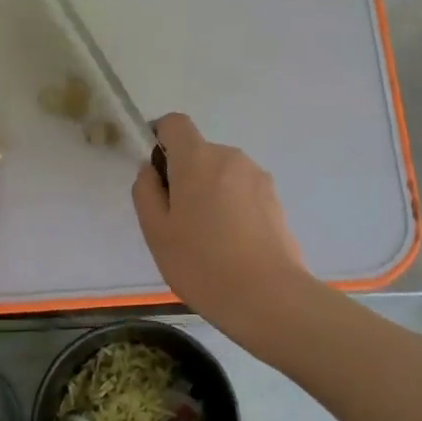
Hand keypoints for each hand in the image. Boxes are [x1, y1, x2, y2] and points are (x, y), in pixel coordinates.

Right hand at [132, 112, 312, 332]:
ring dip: (209, 192)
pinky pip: (242, 192)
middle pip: (199, 152)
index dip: (159, 138)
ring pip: (222, 174)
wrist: (268, 297)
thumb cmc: (201, 263)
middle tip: (176, 220)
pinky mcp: (276, 200)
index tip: (155, 172)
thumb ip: (146, 192)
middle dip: (184, 175)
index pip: (175, 123)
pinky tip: (231, 245)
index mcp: (198, 159)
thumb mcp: (156, 232)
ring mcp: (258, 178)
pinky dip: (231, 207)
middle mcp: (231, 157)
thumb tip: (151, 170)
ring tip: (206, 238)